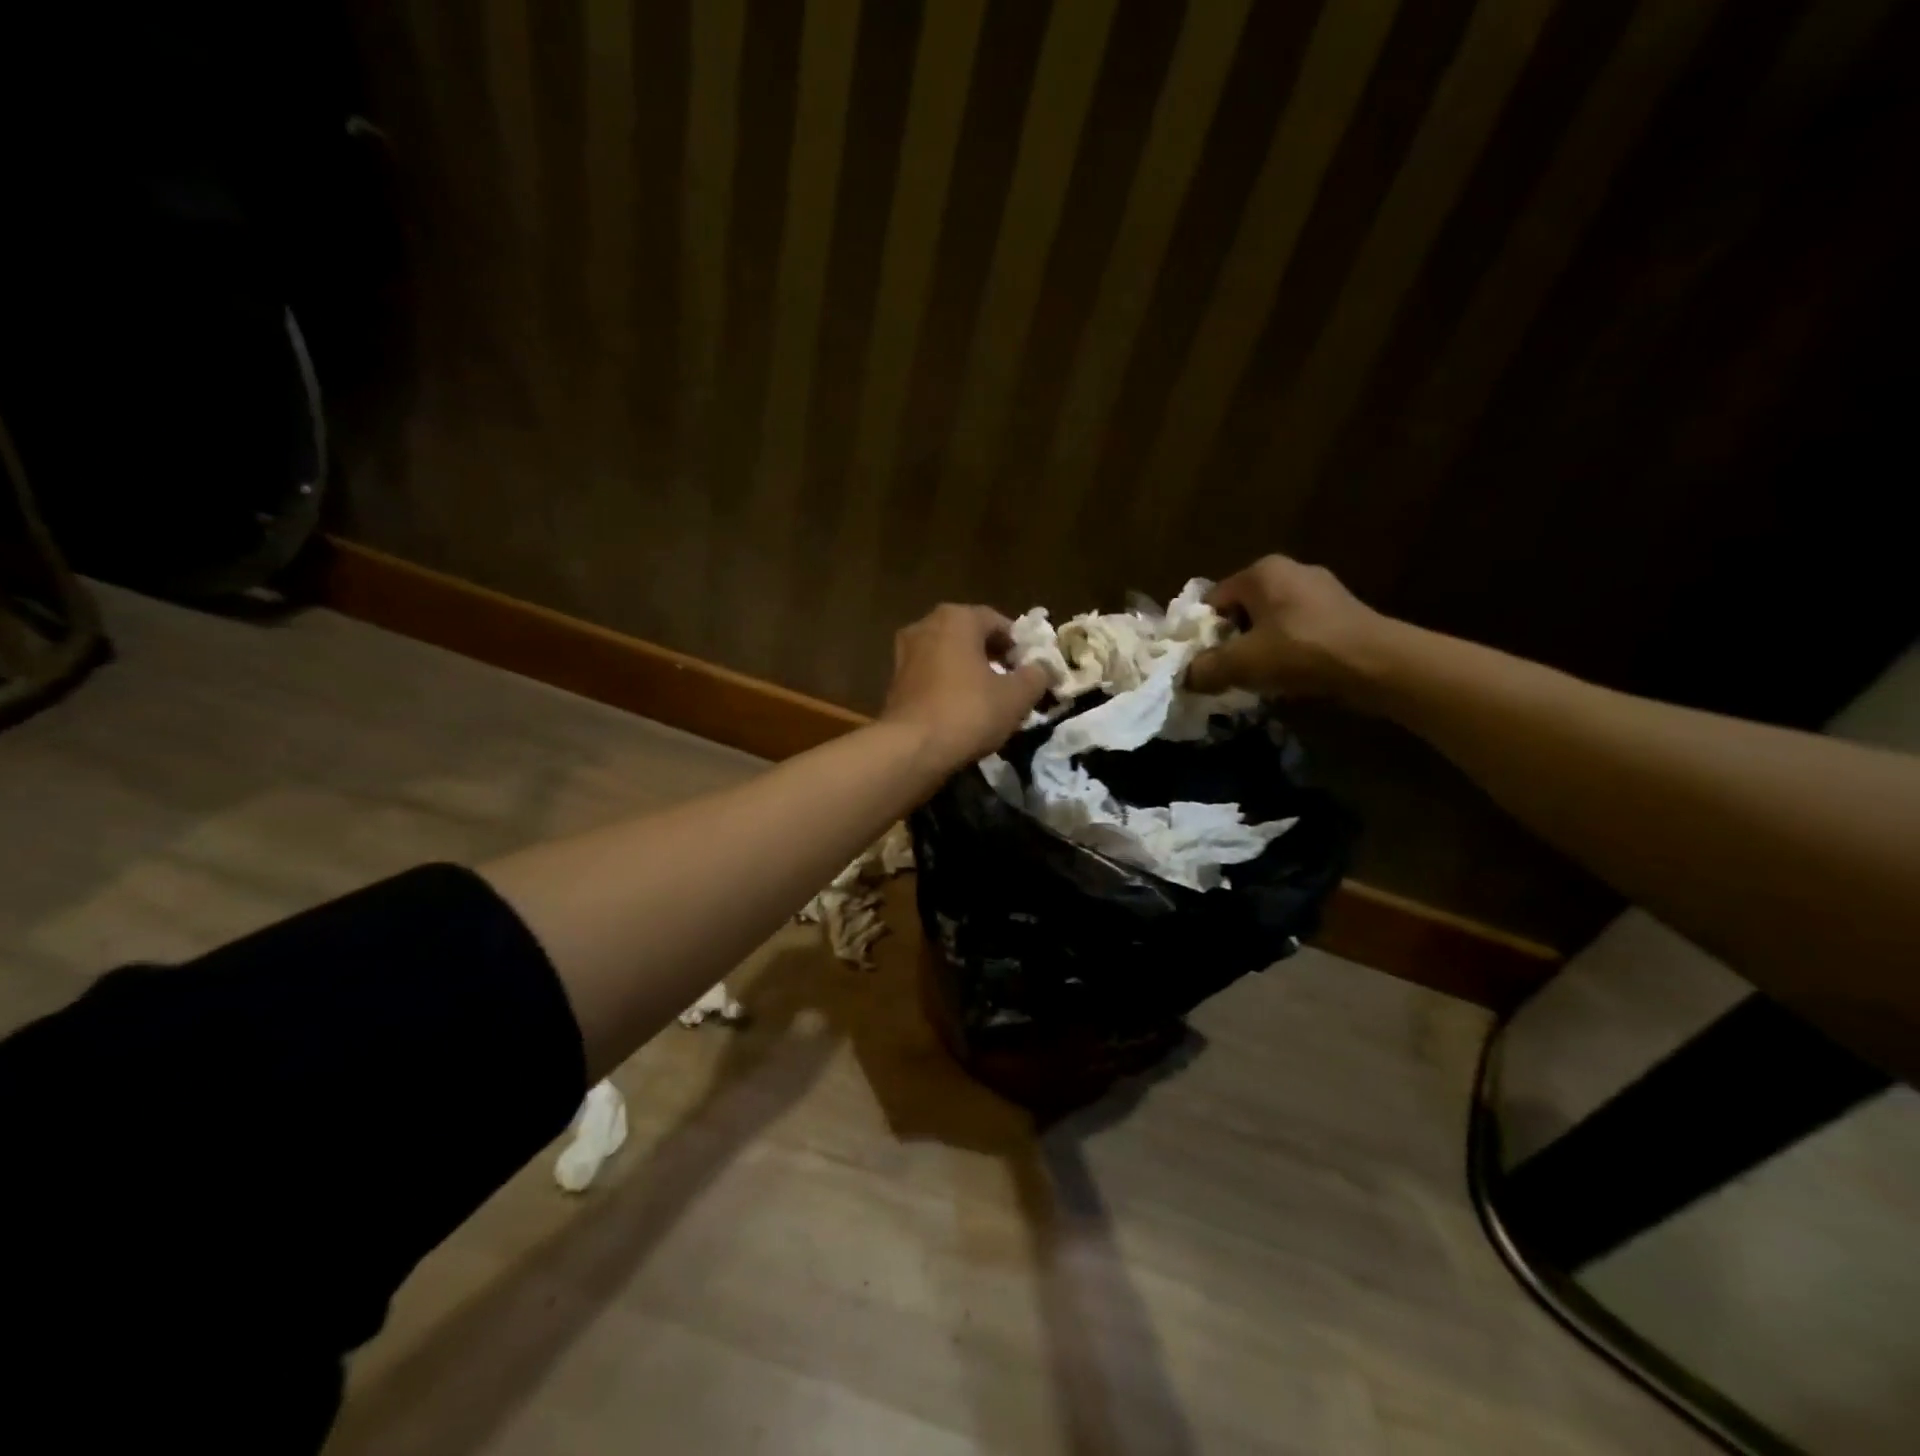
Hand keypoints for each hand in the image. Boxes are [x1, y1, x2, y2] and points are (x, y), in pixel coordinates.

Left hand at [881, 604, 1048, 772]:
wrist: (913, 748)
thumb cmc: (969, 711)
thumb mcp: (1017, 696)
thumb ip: (1036, 676)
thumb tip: (1043, 669)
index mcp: (956, 618)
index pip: (997, 621)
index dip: (1019, 645)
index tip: (1031, 668)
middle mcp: (925, 626)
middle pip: (969, 636)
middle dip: (993, 656)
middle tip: (1012, 682)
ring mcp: (904, 653)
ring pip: (948, 656)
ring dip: (969, 671)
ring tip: (988, 698)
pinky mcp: (894, 682)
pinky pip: (931, 676)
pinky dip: (947, 686)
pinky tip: (961, 710)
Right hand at [1186, 555, 1392, 702]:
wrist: (1376, 663)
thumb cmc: (1301, 651)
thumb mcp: (1241, 663)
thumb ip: (1205, 669)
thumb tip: (1185, 678)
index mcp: (1261, 571)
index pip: (1212, 600)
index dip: (1202, 633)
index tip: (1203, 662)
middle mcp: (1290, 570)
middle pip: (1241, 610)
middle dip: (1232, 641)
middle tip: (1228, 672)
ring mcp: (1320, 589)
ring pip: (1270, 622)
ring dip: (1259, 648)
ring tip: (1258, 678)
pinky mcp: (1342, 611)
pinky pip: (1298, 630)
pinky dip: (1288, 650)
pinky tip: (1290, 674)